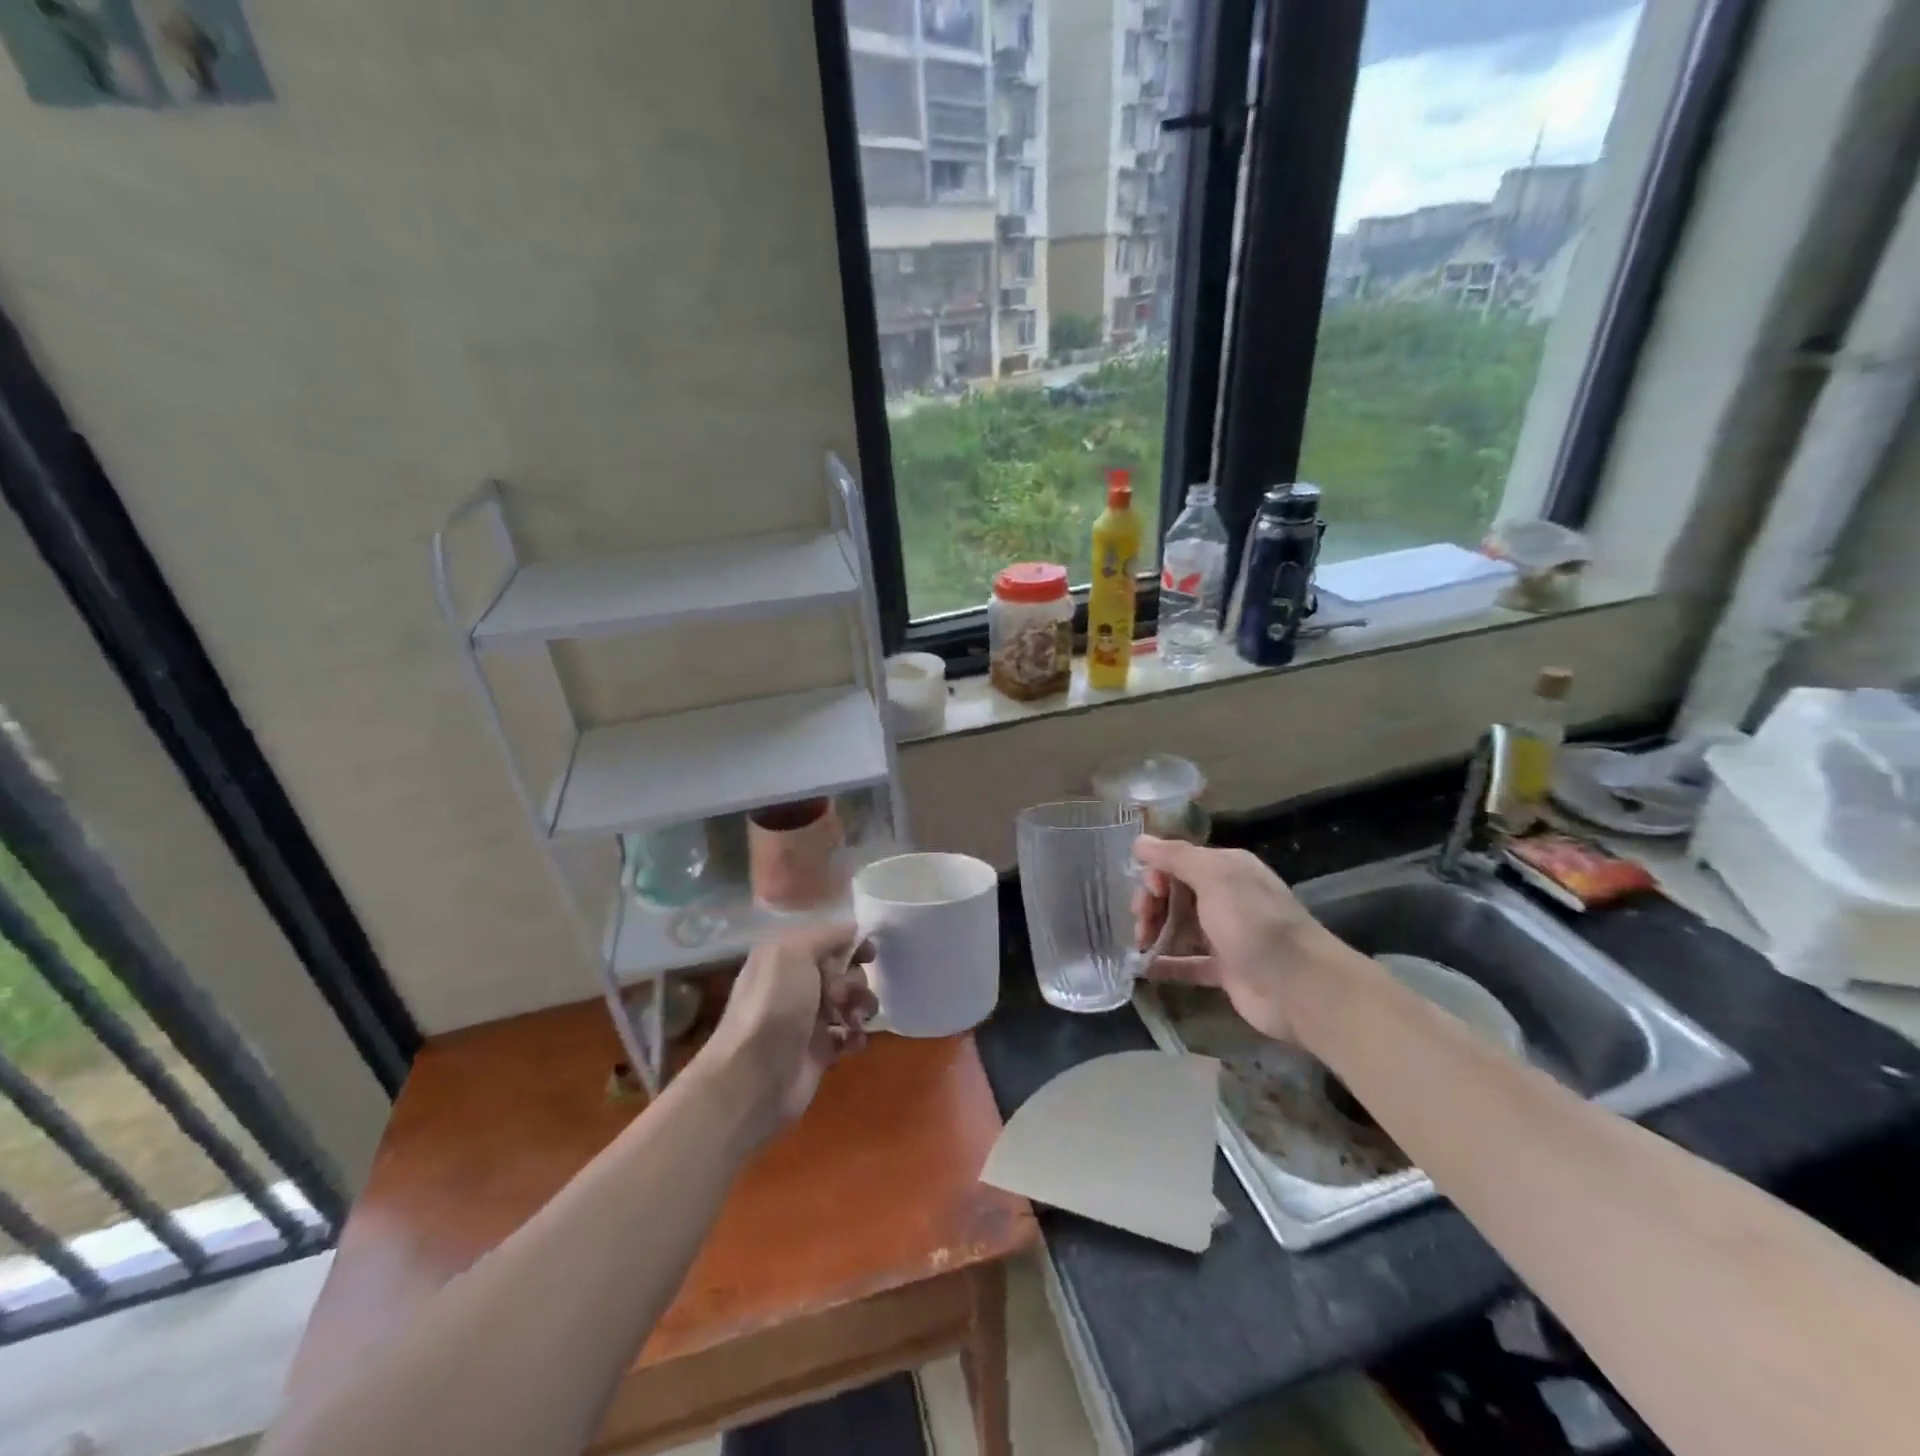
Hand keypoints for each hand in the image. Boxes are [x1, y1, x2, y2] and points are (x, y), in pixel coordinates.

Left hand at [700, 922, 877, 1143]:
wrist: (754, 1076)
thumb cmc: (774, 1005)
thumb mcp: (794, 952)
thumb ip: (827, 935)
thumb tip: (853, 930)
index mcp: (784, 957)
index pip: (827, 940)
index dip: (850, 944)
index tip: (869, 953)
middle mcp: (795, 984)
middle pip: (843, 970)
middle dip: (855, 980)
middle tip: (844, 995)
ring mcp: (807, 1018)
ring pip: (850, 1002)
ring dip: (861, 1006)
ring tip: (855, 1020)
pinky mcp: (818, 1051)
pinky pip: (849, 1035)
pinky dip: (856, 1036)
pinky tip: (854, 1042)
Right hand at [1133, 837, 1356, 1042]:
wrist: (1299, 987)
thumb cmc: (1254, 923)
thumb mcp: (1214, 877)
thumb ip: (1175, 857)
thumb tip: (1139, 840)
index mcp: (1227, 869)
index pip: (1180, 861)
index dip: (1157, 872)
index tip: (1149, 890)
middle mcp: (1226, 898)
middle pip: (1176, 893)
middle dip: (1151, 902)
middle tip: (1140, 920)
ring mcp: (1226, 935)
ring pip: (1179, 926)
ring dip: (1155, 931)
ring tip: (1140, 944)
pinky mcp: (1224, 970)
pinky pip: (1187, 962)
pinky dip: (1165, 964)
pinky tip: (1142, 967)